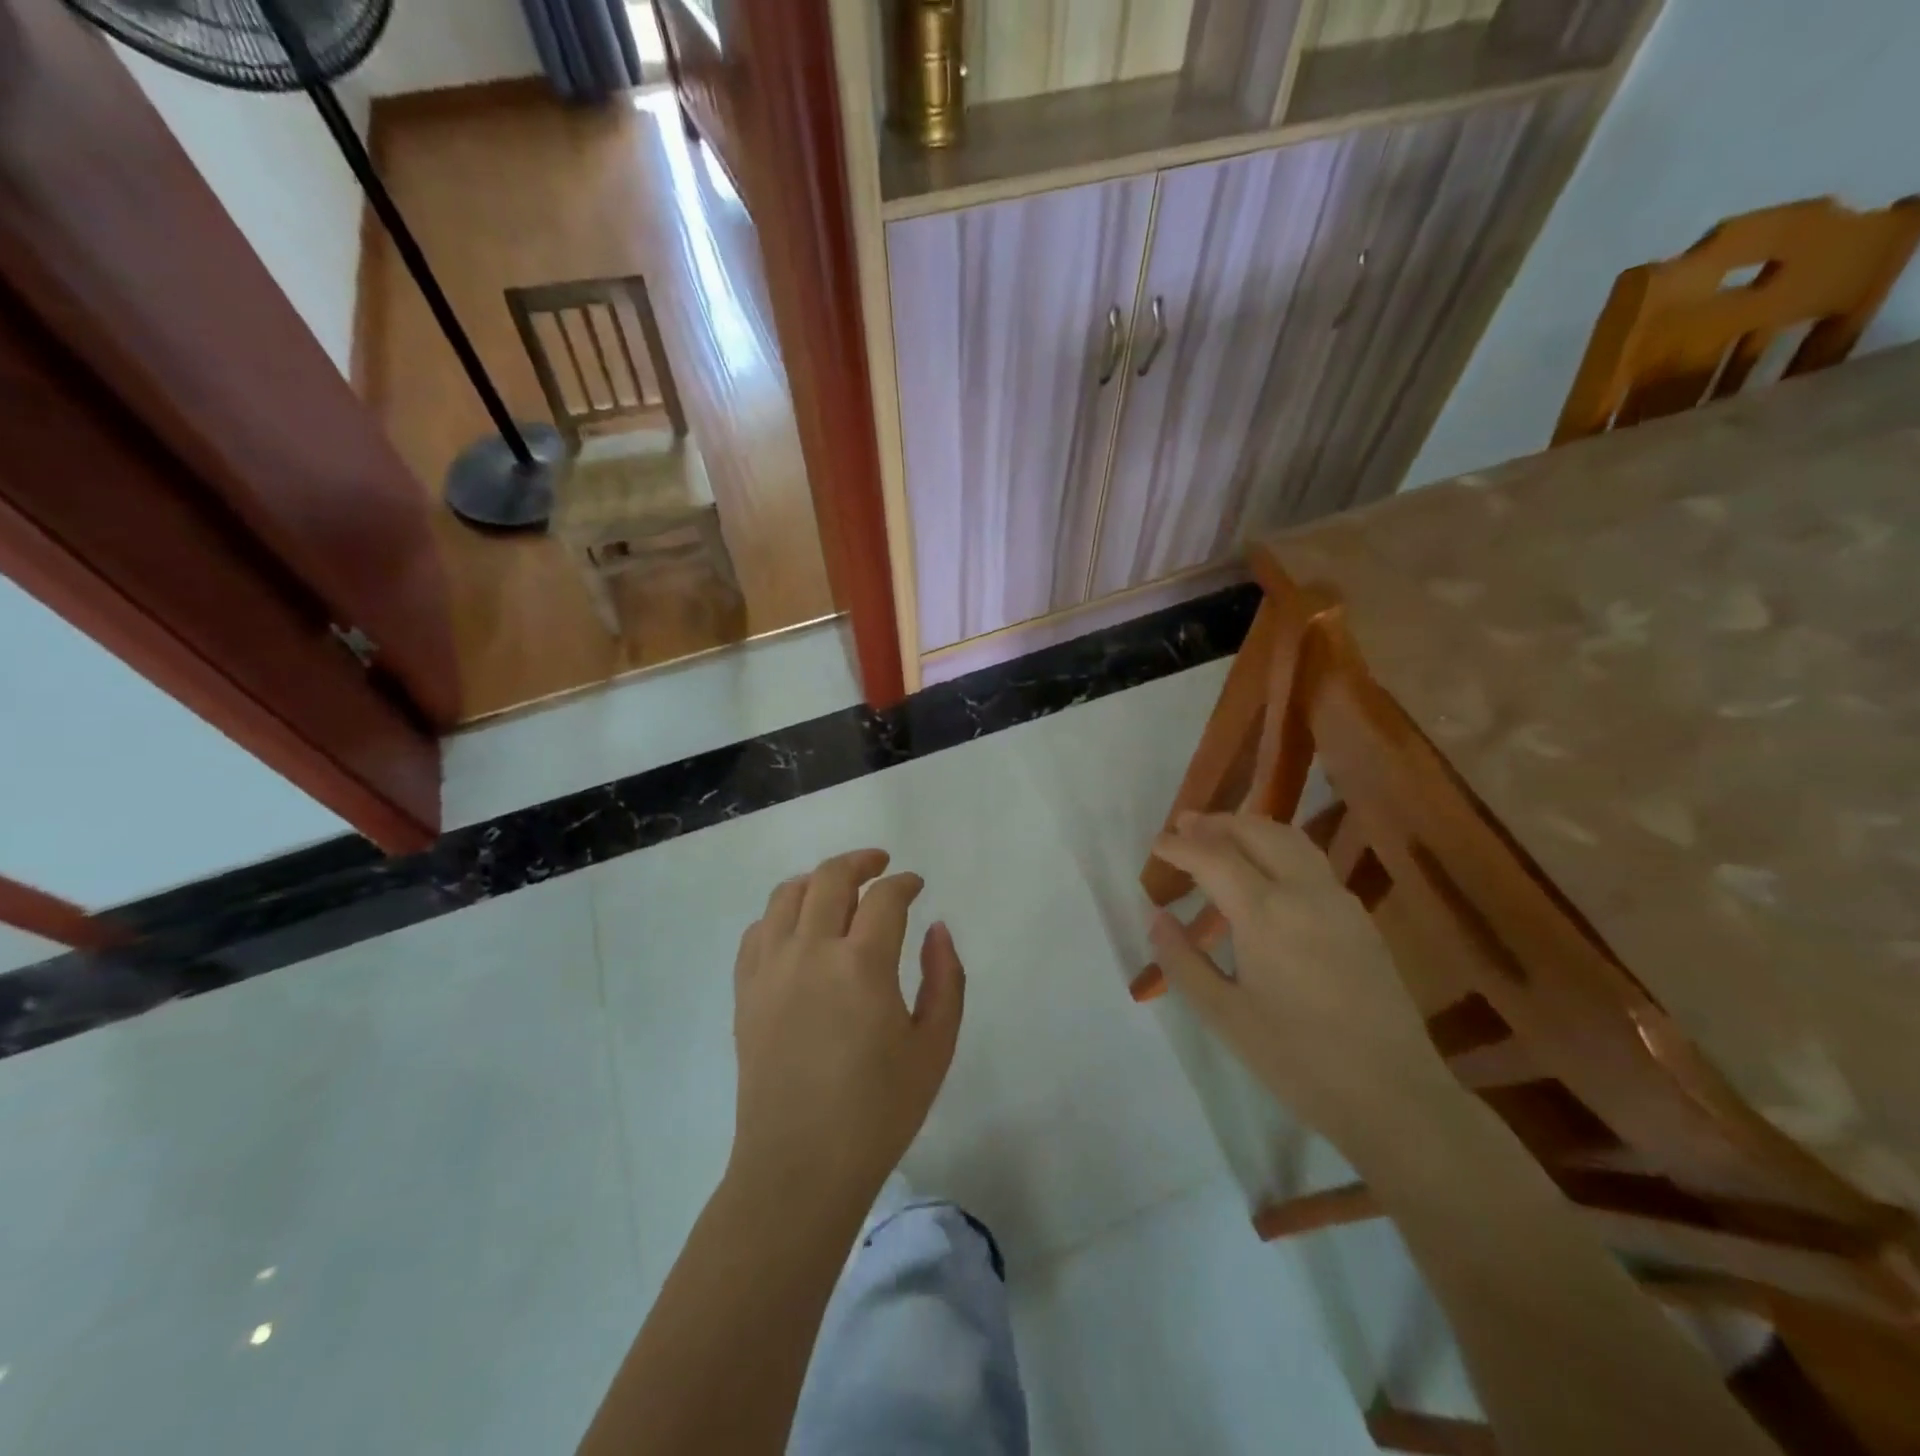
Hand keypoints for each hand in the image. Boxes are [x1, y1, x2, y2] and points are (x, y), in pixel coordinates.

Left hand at [729, 849, 965, 1211]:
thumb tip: (936, 928)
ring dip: (816, 880)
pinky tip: (797, 929)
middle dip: (860, 862)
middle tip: (879, 864)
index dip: (904, 882)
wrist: (800, 1167)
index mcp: (861, 964)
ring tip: (837, 887)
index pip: (884, 897)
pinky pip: (757, 932)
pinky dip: (780, 915)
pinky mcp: (746, 992)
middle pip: (830, 879)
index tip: (916, 885)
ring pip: (786, 895)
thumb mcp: (935, 1047)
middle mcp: (810, 952)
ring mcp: (771, 969)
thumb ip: (945, 978)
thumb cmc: (878, 1111)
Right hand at [1148, 813, 1453, 1151]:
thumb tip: (1156, 918)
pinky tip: (1266, 871)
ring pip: (1291, 839)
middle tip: (1184, 826)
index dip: (1180, 846)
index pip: (1213, 858)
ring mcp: (1339, 901)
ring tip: (1221, 835)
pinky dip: (1278, 847)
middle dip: (1216, 823)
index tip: (1157, 843)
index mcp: (1266, 913)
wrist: (1393, 1096)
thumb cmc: (1297, 1060)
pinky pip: (1312, 861)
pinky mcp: (1360, 918)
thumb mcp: (1224, 1016)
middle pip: (1256, 832)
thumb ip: (1183, 961)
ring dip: (1251, 828)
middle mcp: (1305, 892)